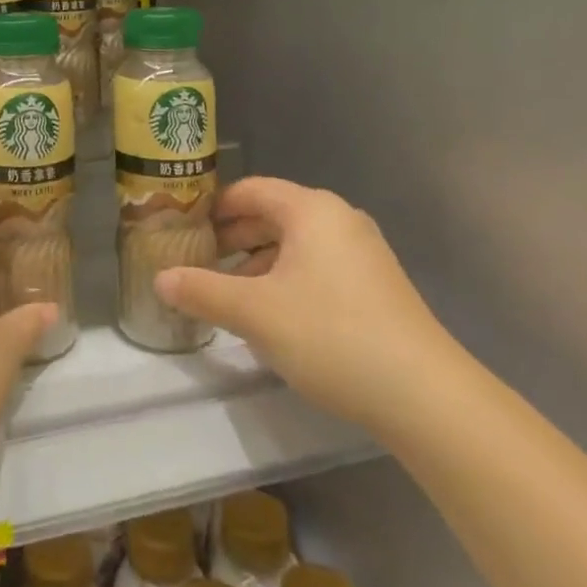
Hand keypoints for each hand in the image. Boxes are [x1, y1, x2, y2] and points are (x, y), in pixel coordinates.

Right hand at [154, 177, 460, 430]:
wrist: (426, 396)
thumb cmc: (331, 335)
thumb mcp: (255, 313)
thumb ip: (203, 291)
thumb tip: (160, 279)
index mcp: (310, 209)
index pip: (250, 190)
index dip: (214, 209)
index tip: (186, 231)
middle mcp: (339, 218)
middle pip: (273, 215)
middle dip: (234, 239)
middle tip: (201, 265)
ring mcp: (364, 251)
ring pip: (297, 244)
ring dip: (260, 263)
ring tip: (232, 296)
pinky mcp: (378, 285)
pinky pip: (320, 266)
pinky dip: (290, 280)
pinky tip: (277, 318)